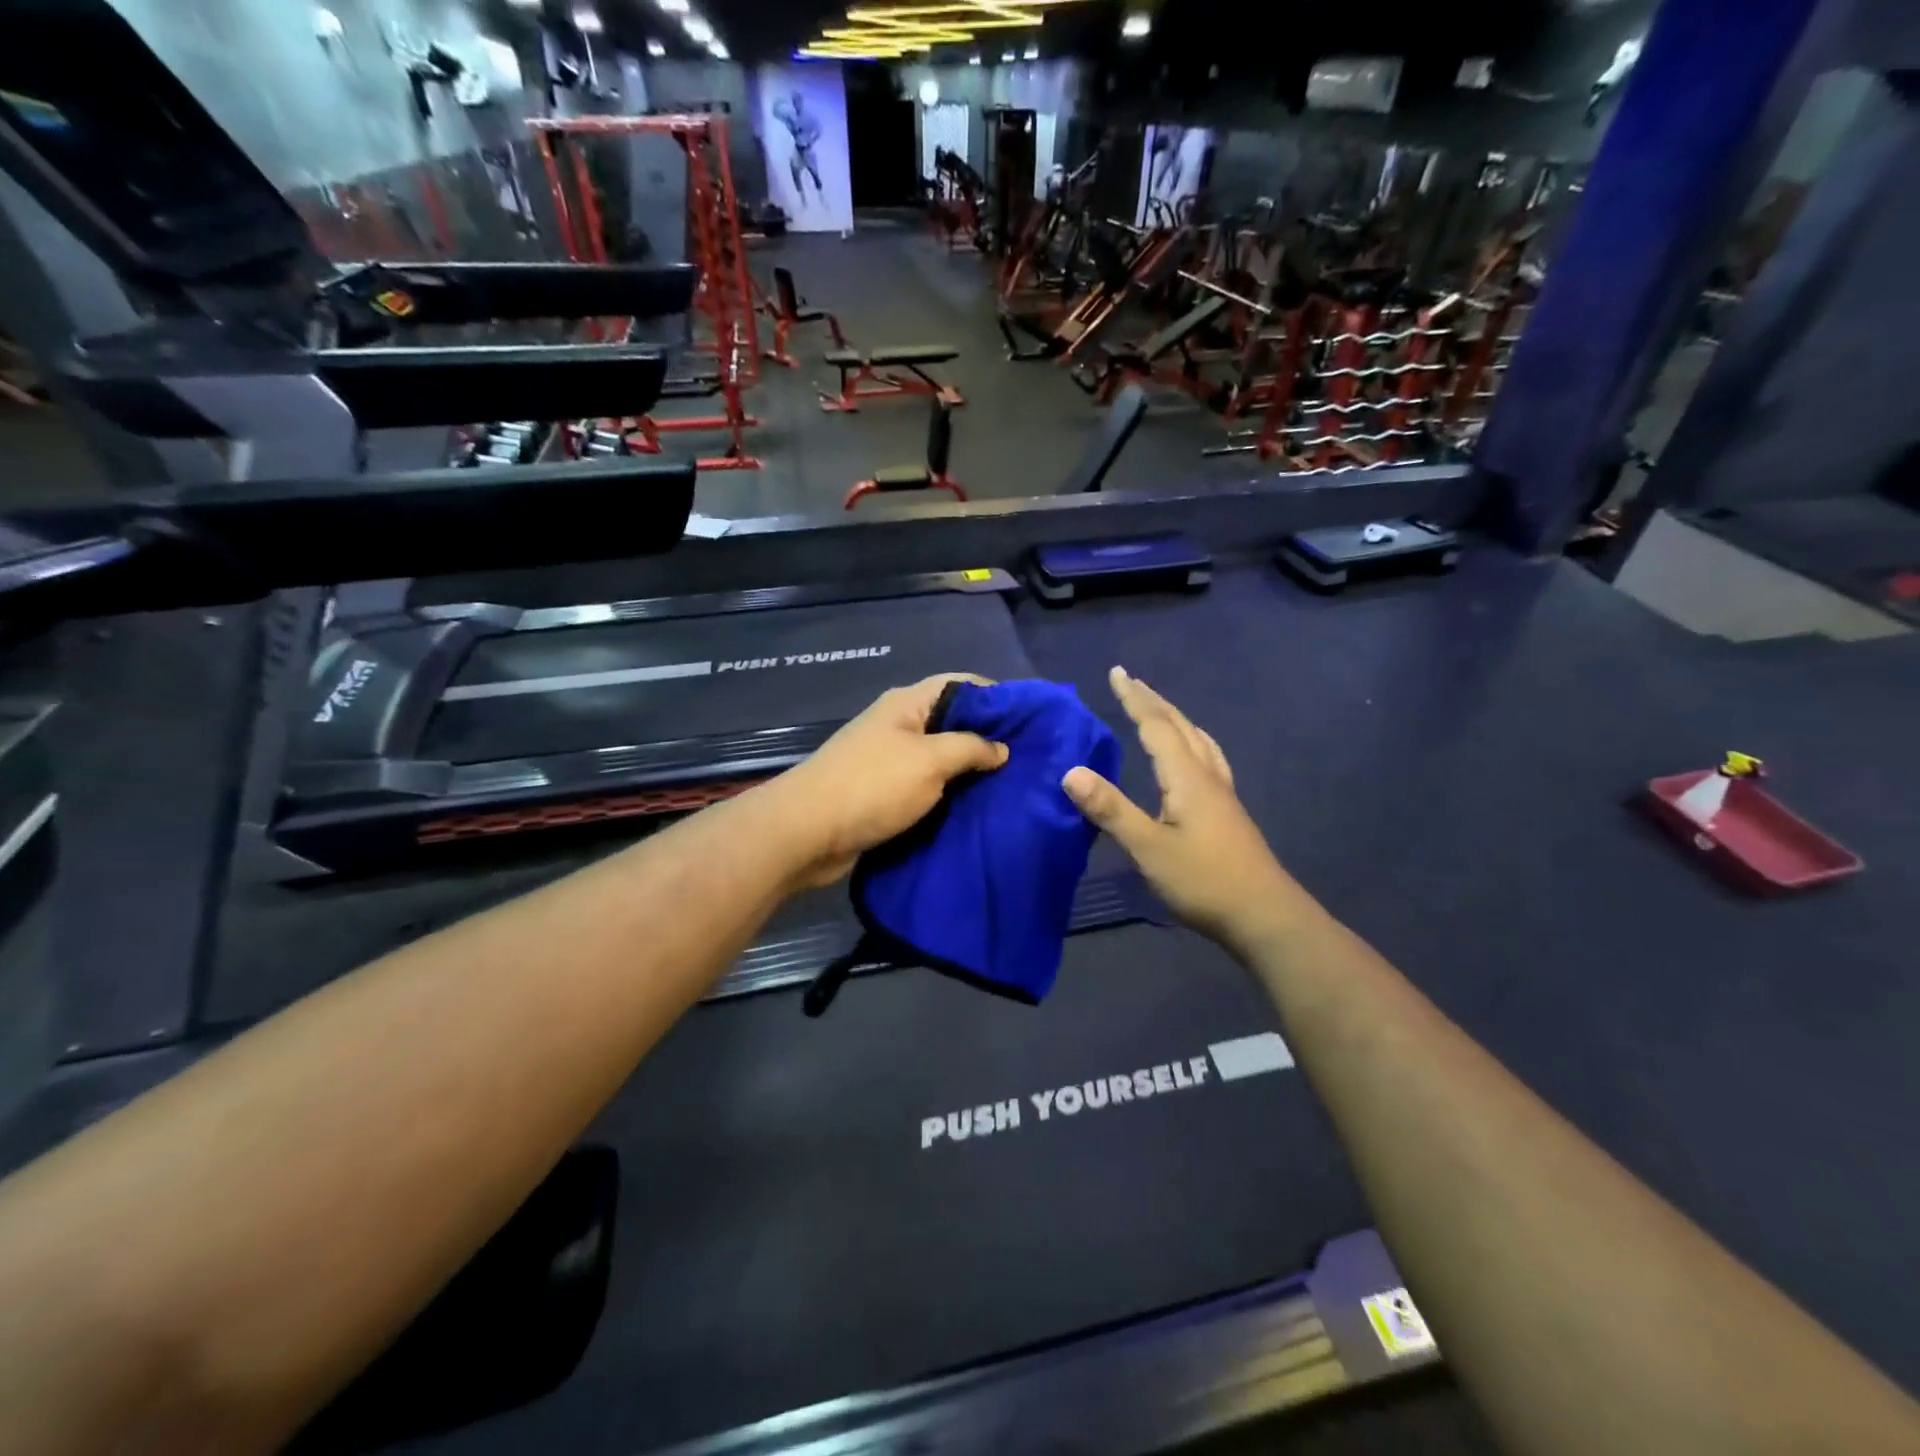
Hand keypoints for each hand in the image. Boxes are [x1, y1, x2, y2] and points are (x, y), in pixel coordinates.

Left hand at [770, 675, 1008, 888]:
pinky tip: (977, 807)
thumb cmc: (873, 786)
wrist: (807, 832)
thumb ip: (971, 748)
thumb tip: (1001, 748)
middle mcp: (899, 725)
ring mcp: (889, 759)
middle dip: (988, 738)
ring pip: (940, 758)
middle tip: (1030, 759)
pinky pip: (926, 786)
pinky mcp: (883, 792)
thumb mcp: (931, 761)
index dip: (998, 697)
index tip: (1033, 720)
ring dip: (970, 771)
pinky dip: (949, 793)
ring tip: (1012, 786)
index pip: (962, 684)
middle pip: (953, 721)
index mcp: (908, 703)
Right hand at [1063, 667, 1308, 951]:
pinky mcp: (1227, 812)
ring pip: (1198, 741)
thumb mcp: (1149, 848)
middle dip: (1153, 702)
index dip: (1135, 699)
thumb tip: (1070, 772)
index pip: (1157, 726)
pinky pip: (1207, 758)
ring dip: (1175, 719)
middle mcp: (1207, 776)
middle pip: (1180, 727)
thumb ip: (1111, 810)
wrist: (1265, 916)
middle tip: (1131, 682)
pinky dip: (1190, 742)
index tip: (1117, 672)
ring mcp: (1222, 794)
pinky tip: (1192, 758)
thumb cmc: (1204, 881)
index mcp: (1187, 778)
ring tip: (1159, 711)